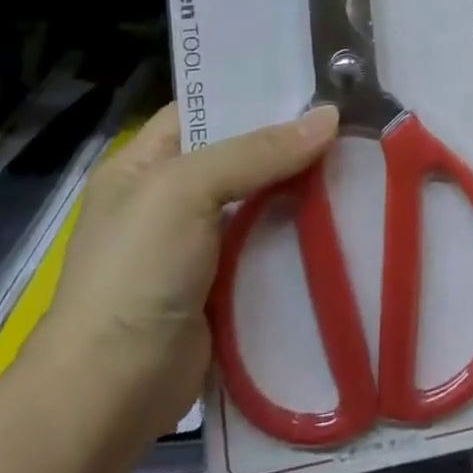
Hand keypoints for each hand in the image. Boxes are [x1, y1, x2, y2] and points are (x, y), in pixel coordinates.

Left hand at [29, 102, 337, 435]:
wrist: (111, 393)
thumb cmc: (136, 273)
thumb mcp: (186, 191)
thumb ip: (258, 151)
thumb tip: (330, 117)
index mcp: (144, 163)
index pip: (204, 107)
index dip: (252, 90)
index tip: (311, 79)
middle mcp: (171, 197)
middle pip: (242, 152)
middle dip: (291, 138)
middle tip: (350, 116)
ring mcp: (198, 243)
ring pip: (263, 197)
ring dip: (303, 184)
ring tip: (361, 155)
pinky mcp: (225, 282)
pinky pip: (270, 241)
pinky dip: (302, 229)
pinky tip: (346, 211)